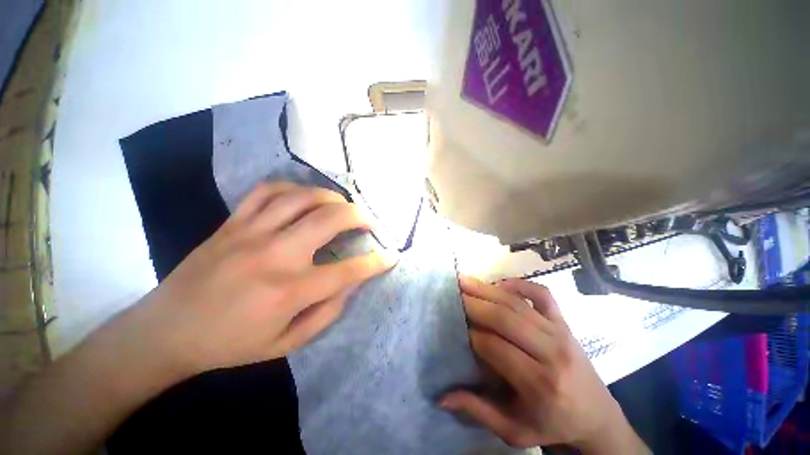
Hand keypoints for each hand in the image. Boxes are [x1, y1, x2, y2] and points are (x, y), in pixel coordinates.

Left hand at [135, 181, 395, 375]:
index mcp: (289, 292)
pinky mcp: (232, 223)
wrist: (166, 331)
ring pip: (303, 197)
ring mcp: (250, 233)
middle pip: (330, 219)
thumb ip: (326, 313)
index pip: (349, 271)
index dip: (376, 262)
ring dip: (332, 198)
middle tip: (371, 222)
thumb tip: (352, 284)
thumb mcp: (286, 344)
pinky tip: (305, 197)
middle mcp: (275, 255)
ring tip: (343, 207)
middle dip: (361, 217)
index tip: (391, 255)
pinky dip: (294, 189)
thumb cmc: (229, 344)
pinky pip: (268, 191)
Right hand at [441, 277, 646, 453]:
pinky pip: (542, 294)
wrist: (597, 415)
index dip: (470, 335)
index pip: (495, 348)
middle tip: (452, 294)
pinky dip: (520, 284)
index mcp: (539, 384)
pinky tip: (501, 284)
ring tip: (465, 281)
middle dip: (474, 304)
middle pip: (504, 319)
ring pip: (517, 304)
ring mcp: (560, 332)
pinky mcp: (564, 322)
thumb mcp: (515, 431)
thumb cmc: (553, 424)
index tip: (453, 327)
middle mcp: (551, 352)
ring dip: (487, 290)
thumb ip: (478, 411)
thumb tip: (442, 397)